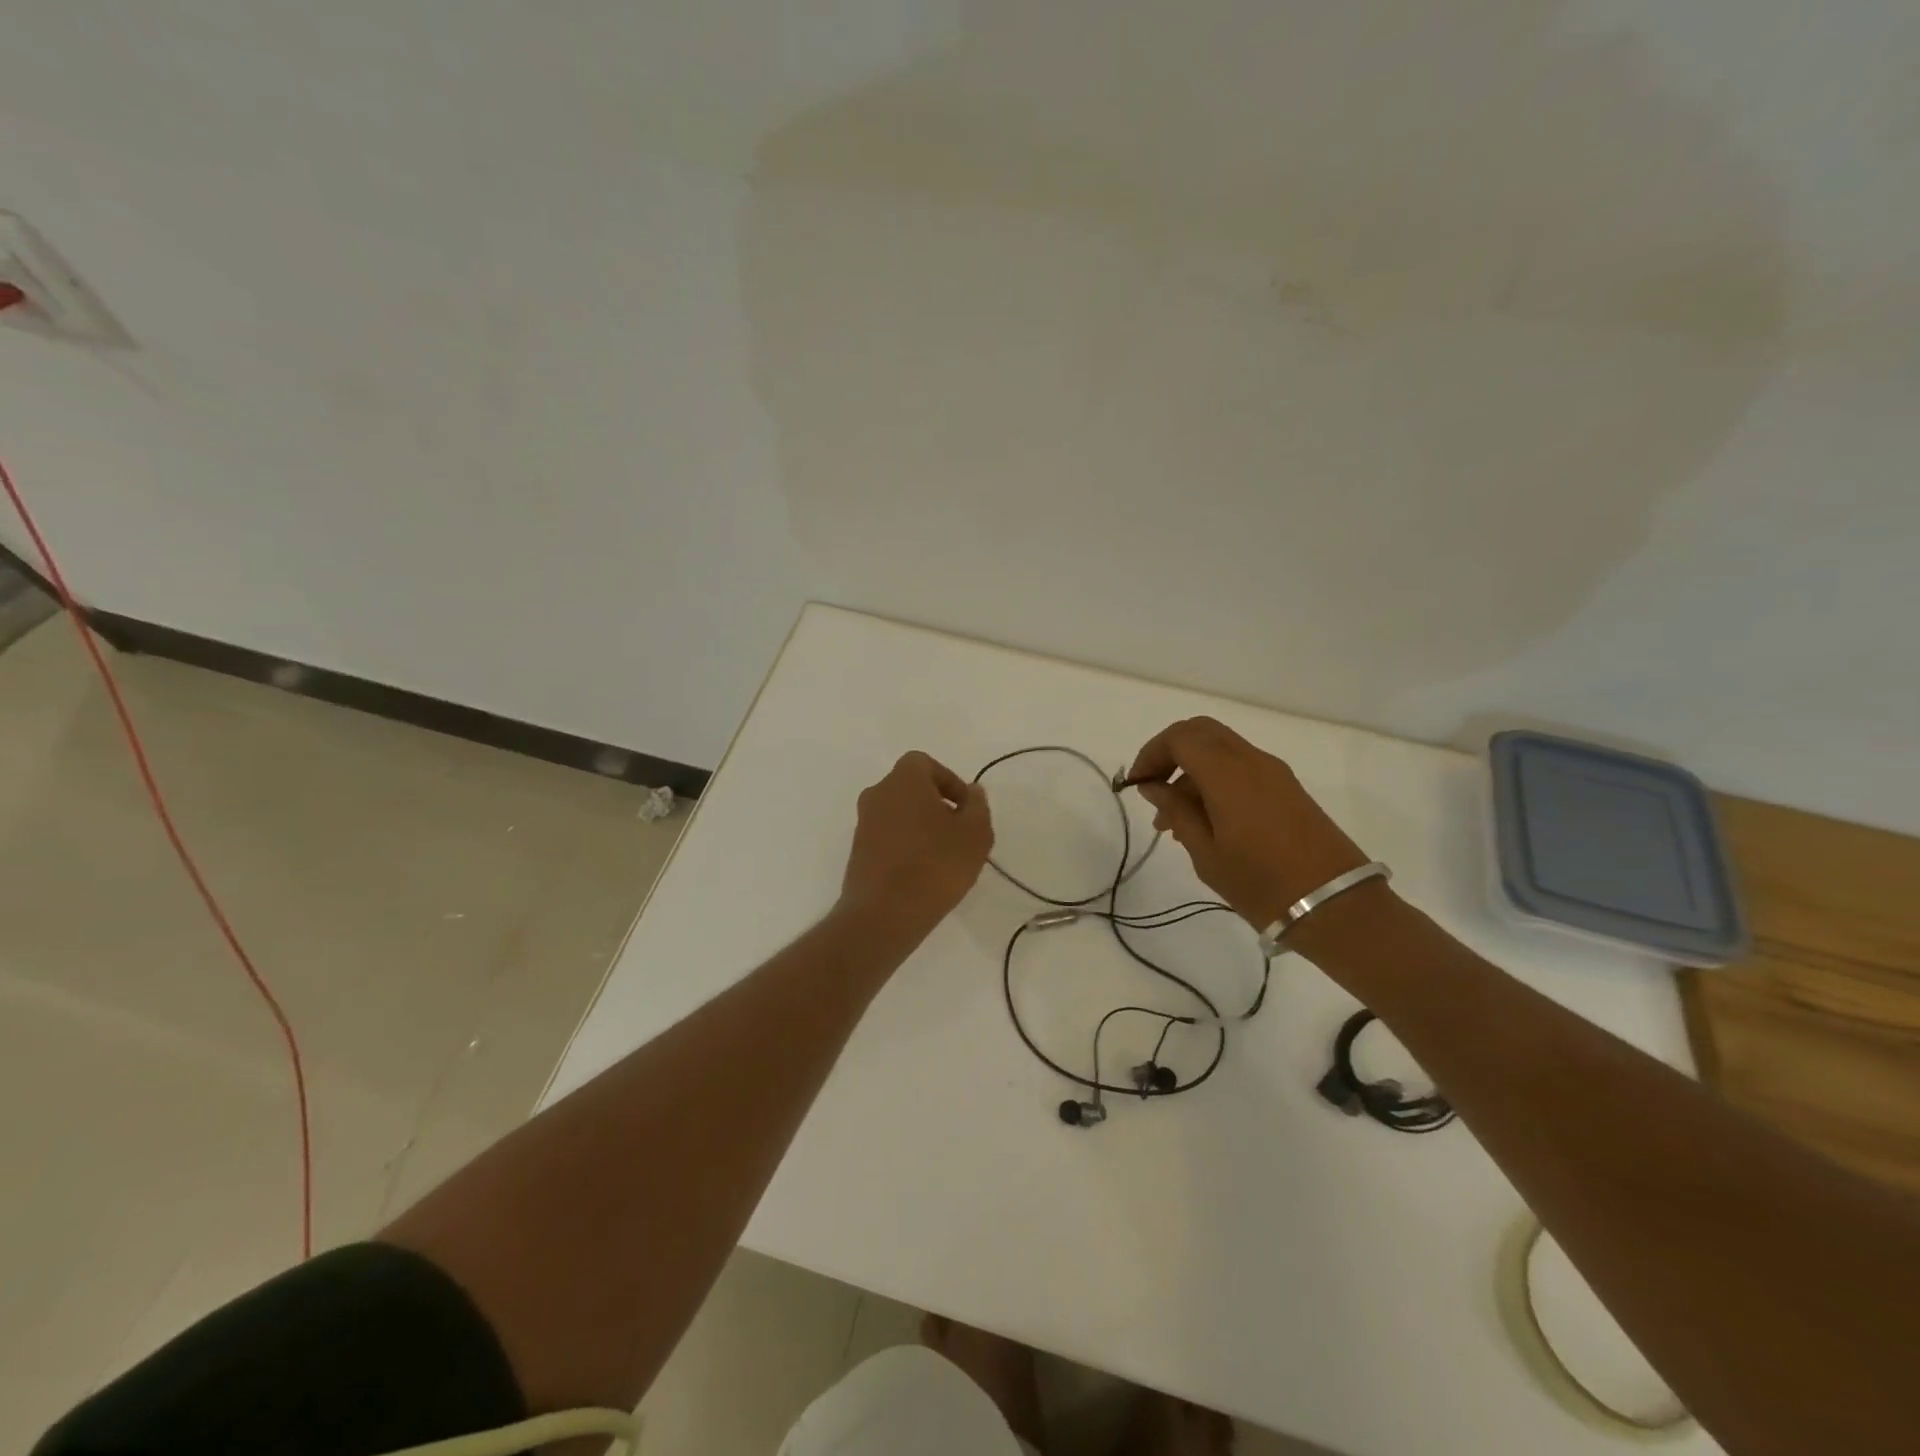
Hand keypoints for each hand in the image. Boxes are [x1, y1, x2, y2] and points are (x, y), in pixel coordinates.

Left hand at [838, 751, 993, 946]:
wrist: (883, 914)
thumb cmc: (935, 865)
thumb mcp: (975, 834)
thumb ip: (977, 806)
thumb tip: (972, 791)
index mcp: (903, 780)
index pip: (925, 764)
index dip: (949, 781)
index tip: (966, 809)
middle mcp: (877, 794)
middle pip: (911, 788)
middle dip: (936, 804)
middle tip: (959, 832)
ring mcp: (863, 823)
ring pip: (899, 813)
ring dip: (921, 826)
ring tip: (944, 856)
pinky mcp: (858, 851)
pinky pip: (888, 836)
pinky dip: (906, 845)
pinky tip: (923, 872)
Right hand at [1126, 717, 1370, 929]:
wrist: (1336, 906)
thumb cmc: (1261, 883)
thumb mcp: (1206, 852)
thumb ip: (1176, 811)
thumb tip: (1153, 786)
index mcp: (1228, 773)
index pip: (1180, 737)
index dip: (1151, 753)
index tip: (1136, 785)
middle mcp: (1252, 761)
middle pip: (1202, 732)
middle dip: (1170, 753)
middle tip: (1152, 789)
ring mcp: (1274, 773)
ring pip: (1221, 750)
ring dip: (1192, 771)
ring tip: (1174, 821)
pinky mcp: (1288, 789)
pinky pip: (1241, 768)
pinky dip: (1215, 781)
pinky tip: (1205, 822)